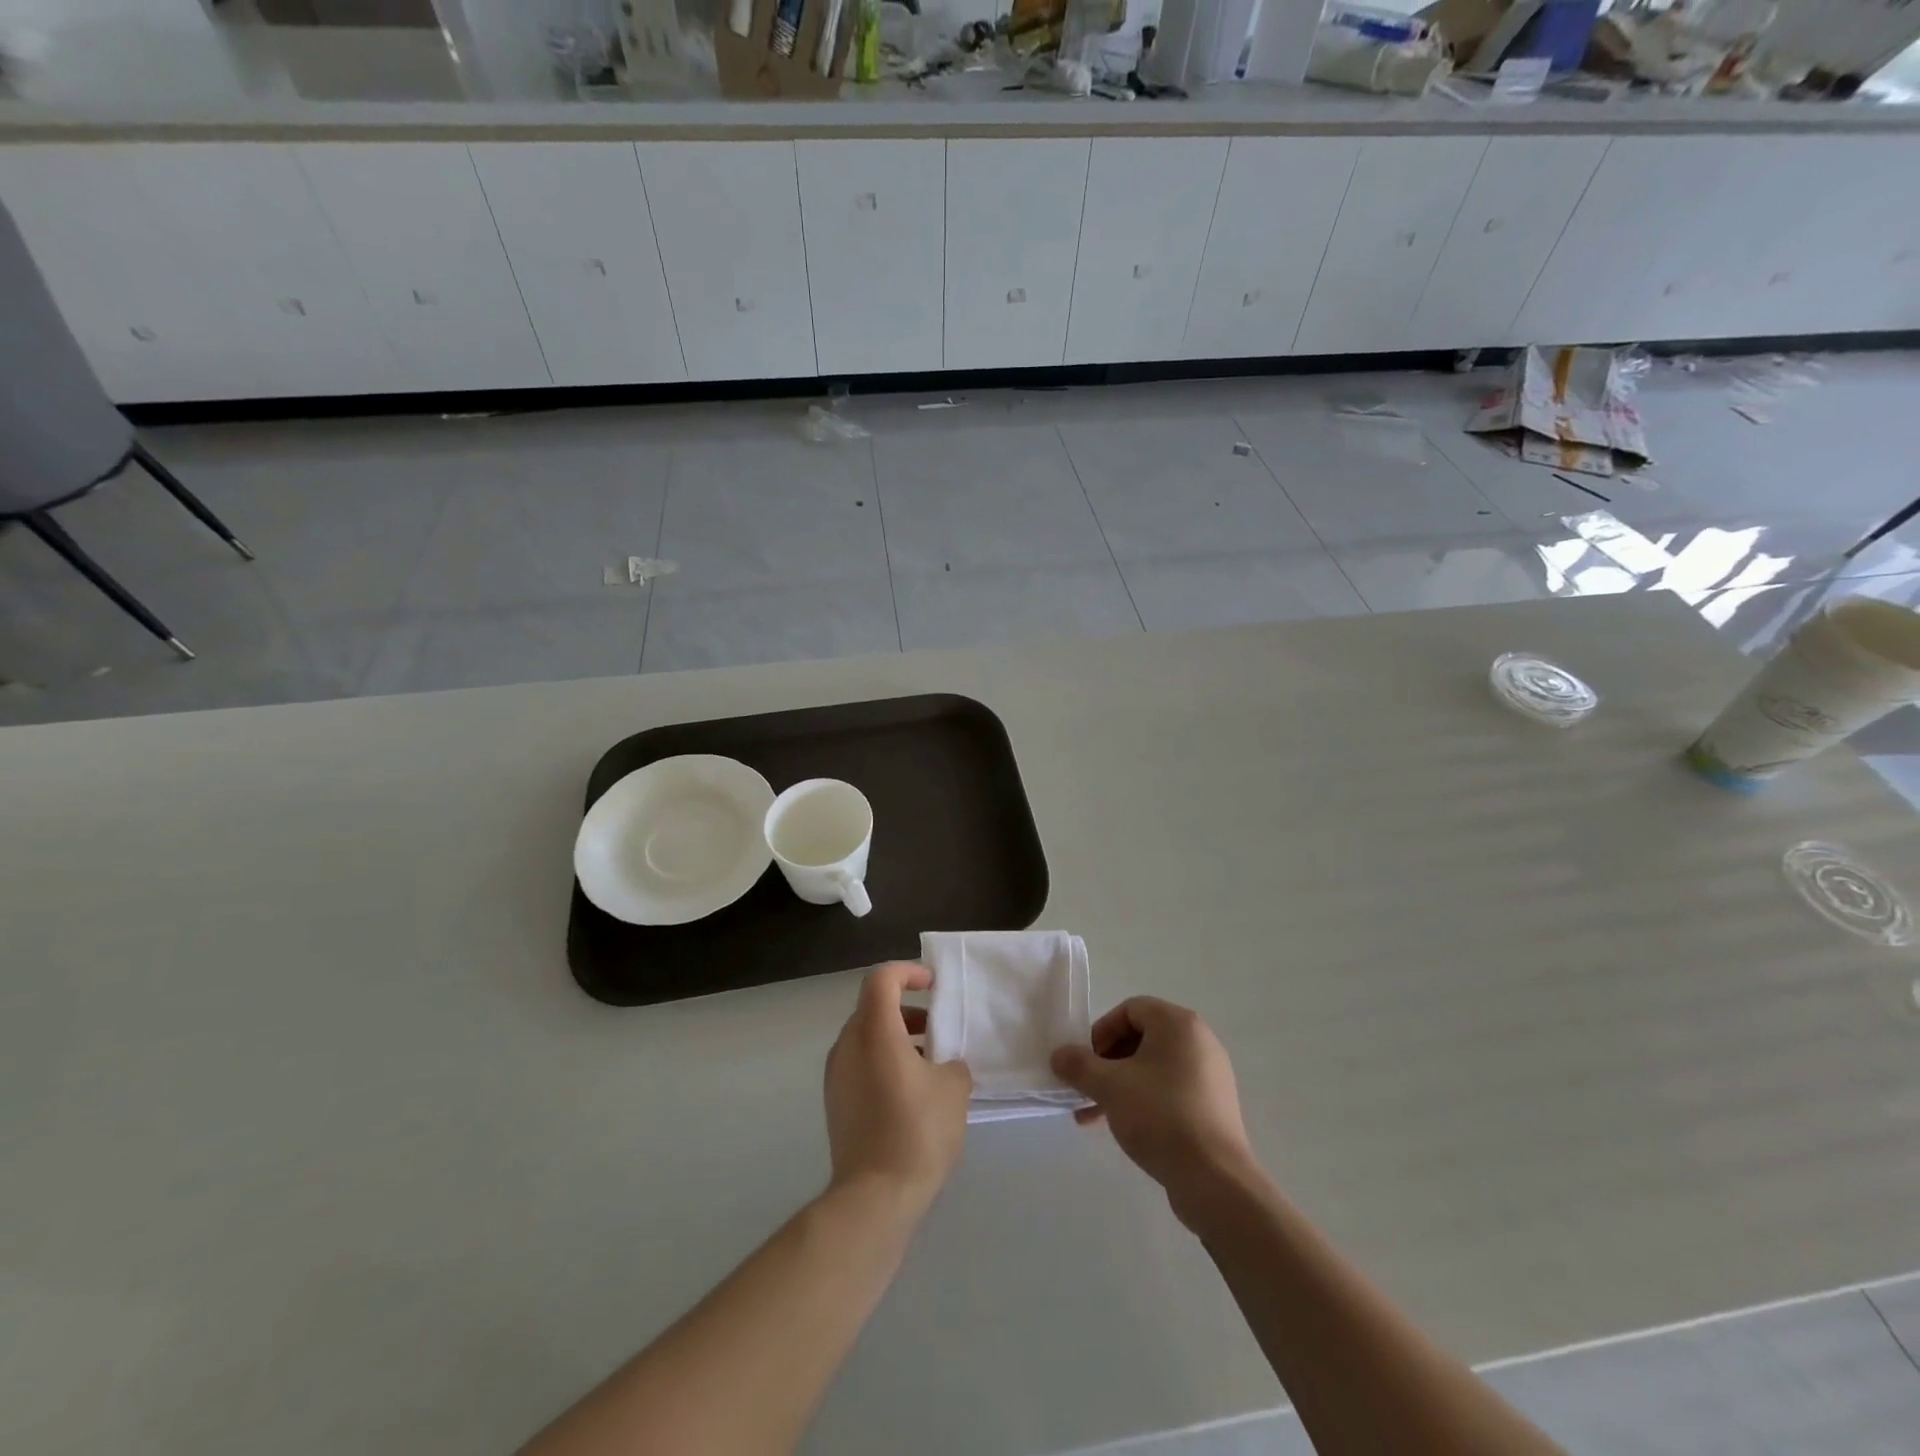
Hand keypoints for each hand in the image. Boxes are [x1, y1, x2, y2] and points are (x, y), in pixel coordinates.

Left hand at [823, 963, 971, 1212]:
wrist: (874, 1197)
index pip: (882, 979)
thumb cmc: (917, 1131)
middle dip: (906, 1010)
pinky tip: (910, 1092)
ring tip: (929, 1063)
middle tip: (936, 1028)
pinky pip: (860, 1064)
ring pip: (866, 1038)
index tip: (933, 985)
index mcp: (873, 1030)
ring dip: (896, 1038)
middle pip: (873, 1007)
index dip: (908, 972)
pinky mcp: (835, 1102)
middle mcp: (847, 1045)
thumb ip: (952, 1063)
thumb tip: (944, 1066)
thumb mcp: (953, 1089)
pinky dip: (884, 1062)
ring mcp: (836, 1075)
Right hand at [1051, 997, 1255, 1218]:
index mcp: (1178, 1024)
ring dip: (1120, 1085)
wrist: (1214, 1180)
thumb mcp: (1109, 1086)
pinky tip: (1123, 1128)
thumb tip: (1059, 1055)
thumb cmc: (1159, 1116)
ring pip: (1152, 1068)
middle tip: (1086, 1089)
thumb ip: (1078, 1065)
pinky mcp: (1213, 1106)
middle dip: (1106, 1063)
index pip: (1130, 1010)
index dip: (1101, 1032)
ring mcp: (1209, 1075)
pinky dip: (1144, 1100)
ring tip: (1094, 1116)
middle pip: (1141, 1038)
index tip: (1086, 1062)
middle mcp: (1199, 1041)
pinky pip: (1170, 1090)